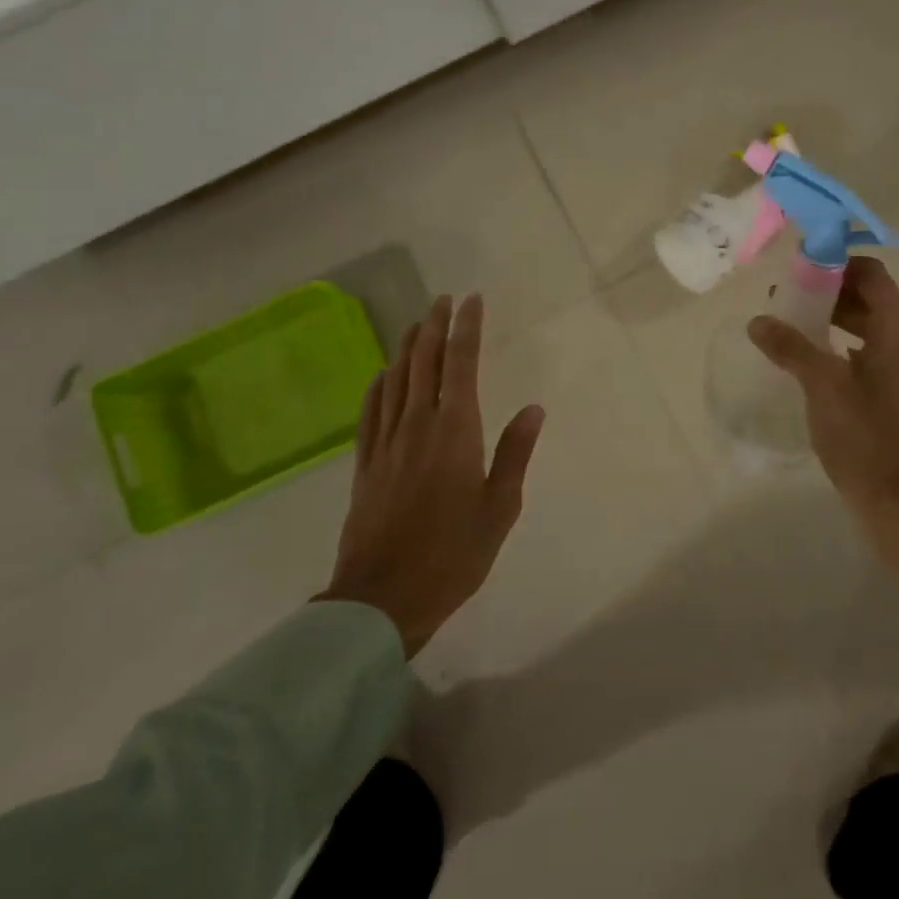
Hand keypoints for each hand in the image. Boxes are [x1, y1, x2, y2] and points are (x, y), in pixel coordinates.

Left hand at [317, 294, 545, 655]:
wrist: (381, 598)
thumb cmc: (453, 555)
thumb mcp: (500, 508)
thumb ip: (515, 453)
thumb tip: (533, 408)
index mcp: (455, 432)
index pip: (461, 365)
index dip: (467, 329)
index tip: (472, 301)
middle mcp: (418, 426)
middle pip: (424, 363)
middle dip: (435, 326)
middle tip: (443, 300)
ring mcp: (386, 443)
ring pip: (396, 380)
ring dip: (408, 347)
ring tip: (418, 324)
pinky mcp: (365, 464)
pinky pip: (371, 411)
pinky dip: (379, 384)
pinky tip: (384, 374)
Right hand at [749, 257, 898, 623]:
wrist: (894, 498)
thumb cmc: (862, 435)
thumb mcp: (822, 385)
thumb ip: (790, 347)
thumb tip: (757, 321)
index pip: (872, 274)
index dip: (837, 264)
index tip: (799, 267)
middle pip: (868, 294)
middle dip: (828, 289)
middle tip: (785, 295)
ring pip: (864, 322)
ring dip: (830, 315)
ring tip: (788, 321)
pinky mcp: (890, 386)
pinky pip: (863, 347)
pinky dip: (837, 340)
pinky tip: (805, 353)